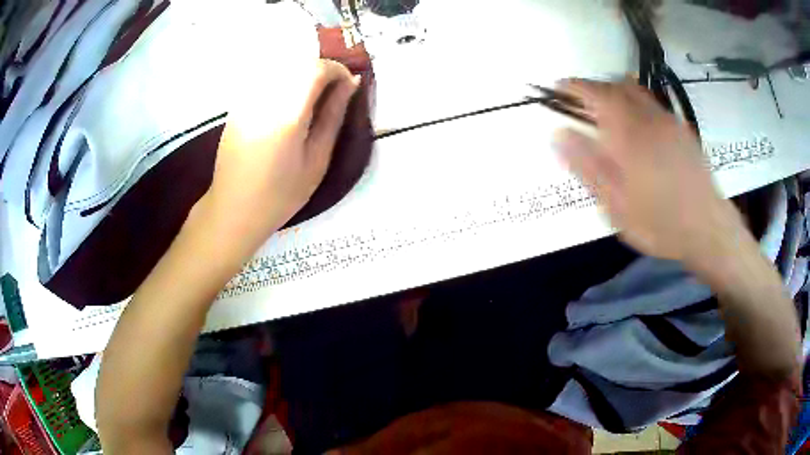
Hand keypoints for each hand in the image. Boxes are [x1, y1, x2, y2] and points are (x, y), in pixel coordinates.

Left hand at [202, 59, 360, 256]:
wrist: (234, 209)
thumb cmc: (280, 194)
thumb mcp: (317, 160)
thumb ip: (334, 116)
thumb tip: (352, 83)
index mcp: (287, 115)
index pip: (316, 68)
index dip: (337, 70)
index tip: (348, 86)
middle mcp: (264, 99)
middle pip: (298, 62)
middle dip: (322, 70)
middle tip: (333, 93)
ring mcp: (247, 99)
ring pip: (281, 66)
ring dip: (302, 74)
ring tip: (311, 99)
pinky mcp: (238, 104)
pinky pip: (266, 77)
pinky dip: (284, 80)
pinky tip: (287, 104)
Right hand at [554, 78, 747, 264]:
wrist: (708, 229)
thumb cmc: (659, 223)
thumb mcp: (616, 205)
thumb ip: (588, 167)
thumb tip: (559, 134)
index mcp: (629, 134)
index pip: (596, 94)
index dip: (574, 86)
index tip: (559, 86)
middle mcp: (649, 118)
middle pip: (617, 86)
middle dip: (595, 88)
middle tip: (581, 100)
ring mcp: (669, 122)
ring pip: (637, 91)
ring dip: (616, 91)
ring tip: (607, 107)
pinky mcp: (683, 130)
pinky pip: (654, 104)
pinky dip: (637, 102)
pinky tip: (638, 123)